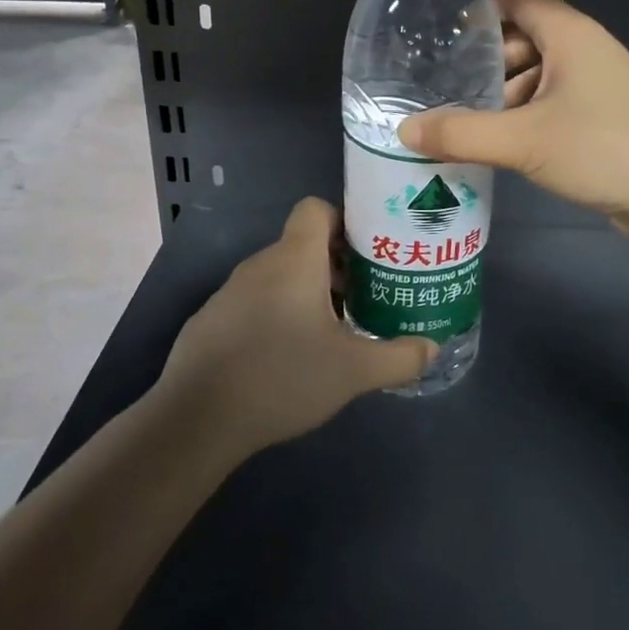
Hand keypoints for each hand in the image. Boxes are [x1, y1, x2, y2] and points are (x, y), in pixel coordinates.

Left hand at [155, 199, 437, 454]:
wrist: (197, 420)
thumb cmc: (283, 377)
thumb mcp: (354, 371)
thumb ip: (400, 357)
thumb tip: (432, 349)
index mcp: (294, 260)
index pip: (316, 208)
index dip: (344, 220)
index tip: (367, 252)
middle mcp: (260, 265)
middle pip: (303, 245)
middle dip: (336, 265)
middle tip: (364, 296)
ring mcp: (229, 293)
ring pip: (279, 276)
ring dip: (307, 292)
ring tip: (331, 331)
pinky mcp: (210, 321)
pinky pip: (254, 302)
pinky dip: (276, 314)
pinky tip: (287, 356)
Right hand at [400, 0, 628, 238]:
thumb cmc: (603, 148)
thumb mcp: (524, 140)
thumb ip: (461, 134)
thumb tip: (404, 132)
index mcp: (569, 34)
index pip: (516, 0)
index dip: (477, 12)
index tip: (439, 36)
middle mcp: (584, 51)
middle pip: (524, 39)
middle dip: (485, 61)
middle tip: (443, 87)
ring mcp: (597, 85)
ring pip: (538, 76)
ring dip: (504, 95)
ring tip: (463, 121)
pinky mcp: (603, 118)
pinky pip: (553, 105)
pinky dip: (526, 116)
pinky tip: (500, 144)